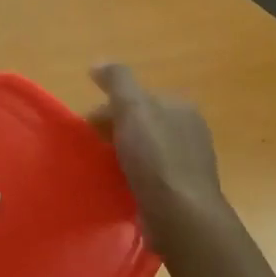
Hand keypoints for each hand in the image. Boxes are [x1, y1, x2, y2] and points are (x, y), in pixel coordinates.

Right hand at [88, 62, 229, 256]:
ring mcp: (189, 161)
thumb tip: (98, 62)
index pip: (137, 99)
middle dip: (115, 131)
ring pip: (146, 149)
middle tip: (90, 149)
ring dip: (123, 155)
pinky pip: (152, 175)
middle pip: (142, 123)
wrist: (180, 214)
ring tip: (100, 170)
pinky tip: (121, 187)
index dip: (108, 108)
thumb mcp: (133, 109)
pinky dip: (134, 176)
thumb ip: (117, 81)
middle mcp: (189, 129)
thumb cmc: (155, 158)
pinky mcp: (183, 189)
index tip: (86, 127)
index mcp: (180, 106)